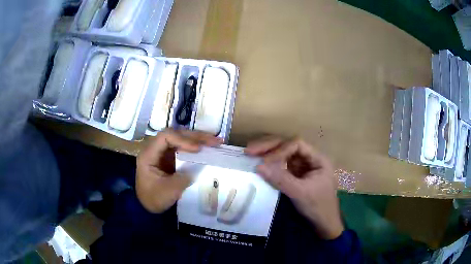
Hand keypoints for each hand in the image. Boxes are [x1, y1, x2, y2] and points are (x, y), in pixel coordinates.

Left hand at [136, 129, 220, 212]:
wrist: (148, 205)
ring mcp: (163, 152)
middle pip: (175, 134)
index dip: (182, 139)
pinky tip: (208, 147)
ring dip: (199, 139)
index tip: (198, 149)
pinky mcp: (170, 157)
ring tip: (216, 142)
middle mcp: (155, 148)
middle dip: (196, 137)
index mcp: (149, 154)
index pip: (165, 137)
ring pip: (181, 138)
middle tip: (214, 141)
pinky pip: (184, 147)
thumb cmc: (154, 198)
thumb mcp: (169, 191)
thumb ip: (183, 178)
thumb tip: (199, 167)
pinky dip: (197, 146)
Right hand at [245, 137, 343, 239]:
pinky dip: (270, 165)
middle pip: (288, 146)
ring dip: (267, 153)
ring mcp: (302, 167)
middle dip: (269, 147)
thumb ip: (281, 179)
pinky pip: (281, 166)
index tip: (265, 162)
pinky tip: (259, 164)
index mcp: (317, 159)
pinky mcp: (295, 176)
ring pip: (283, 154)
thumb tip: (258, 166)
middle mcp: (309, 159)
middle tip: (249, 150)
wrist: (323, 223)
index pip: (297, 145)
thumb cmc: (317, 207)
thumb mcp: (300, 193)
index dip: (280, 150)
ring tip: (250, 153)